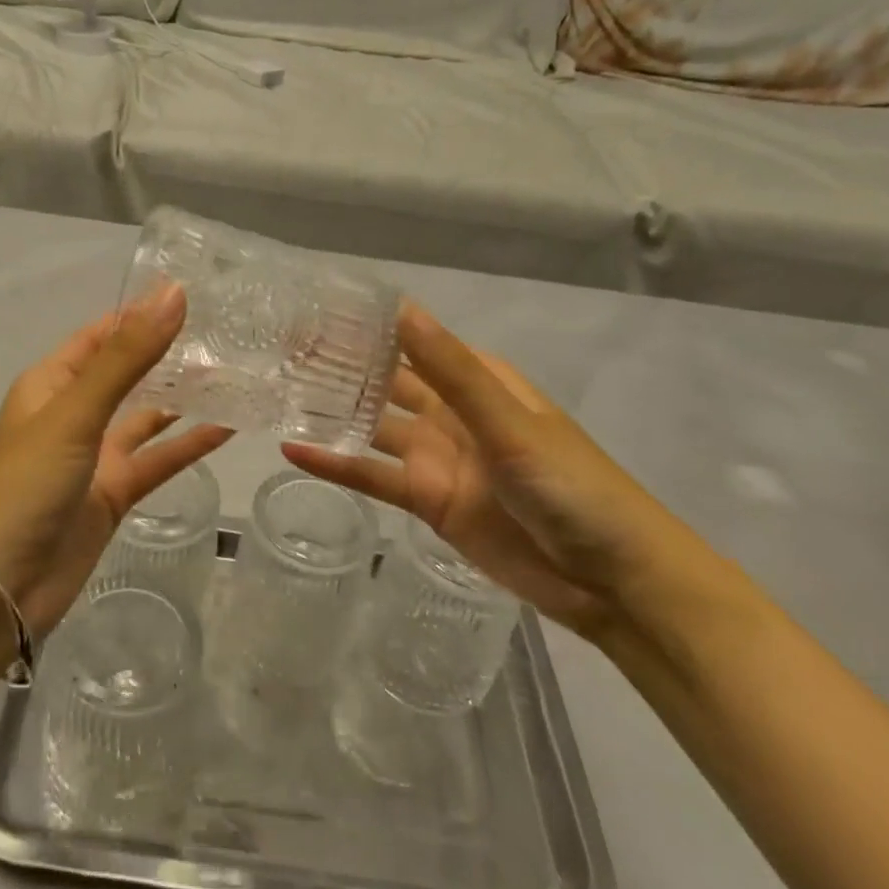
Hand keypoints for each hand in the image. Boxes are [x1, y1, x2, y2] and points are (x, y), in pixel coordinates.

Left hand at [0, 284, 231, 636]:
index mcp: (52, 383)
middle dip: (169, 355)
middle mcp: (74, 413)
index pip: (102, 335)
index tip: (195, 295)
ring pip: (146, 417)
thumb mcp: (76, 411)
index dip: (142, 314)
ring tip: (234, 374)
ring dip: (183, 399)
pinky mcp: (113, 494)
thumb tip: (172, 293)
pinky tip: (228, 428)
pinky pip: (157, 460)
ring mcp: (95, 456)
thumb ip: (127, 356)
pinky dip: (188, 446)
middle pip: (128, 373)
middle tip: (227, 336)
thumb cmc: (27, 483)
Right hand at [285, 303, 703, 642]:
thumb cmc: (572, 486)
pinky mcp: (428, 501)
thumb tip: (401, 311)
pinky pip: (374, 477)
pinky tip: (294, 452)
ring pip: (373, 427)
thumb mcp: (509, 423)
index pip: (413, 340)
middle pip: (387, 381)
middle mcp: (452, 412)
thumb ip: (452, 371)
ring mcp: (437, 457)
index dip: (368, 325)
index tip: (315, 308)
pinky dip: (337, 466)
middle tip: (281, 347)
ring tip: (276, 392)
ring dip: (333, 412)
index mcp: (477, 380)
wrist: (612, 580)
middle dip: (342, 365)